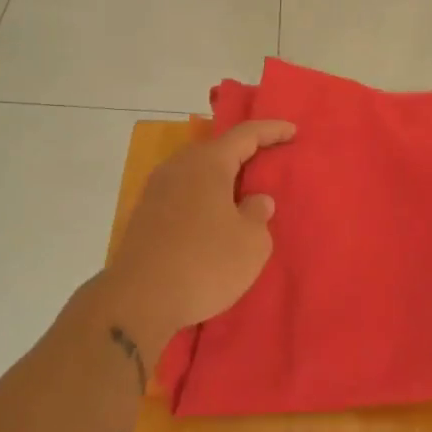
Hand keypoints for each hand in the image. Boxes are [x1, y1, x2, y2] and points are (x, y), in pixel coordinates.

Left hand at [104, 120, 295, 348]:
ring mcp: (156, 191)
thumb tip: (254, 200)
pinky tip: (213, 219)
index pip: (245, 134)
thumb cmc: (205, 263)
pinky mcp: (144, 216)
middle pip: (216, 151)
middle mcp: (178, 167)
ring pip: (197, 174)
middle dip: (243, 154)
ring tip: (242, 195)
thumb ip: (258, 214)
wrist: (138, 300)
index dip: (271, 131)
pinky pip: (183, 195)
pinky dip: (203, 200)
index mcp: (207, 163)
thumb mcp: (251, 243)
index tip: (293, 131)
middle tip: (267, 163)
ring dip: (221, 180)